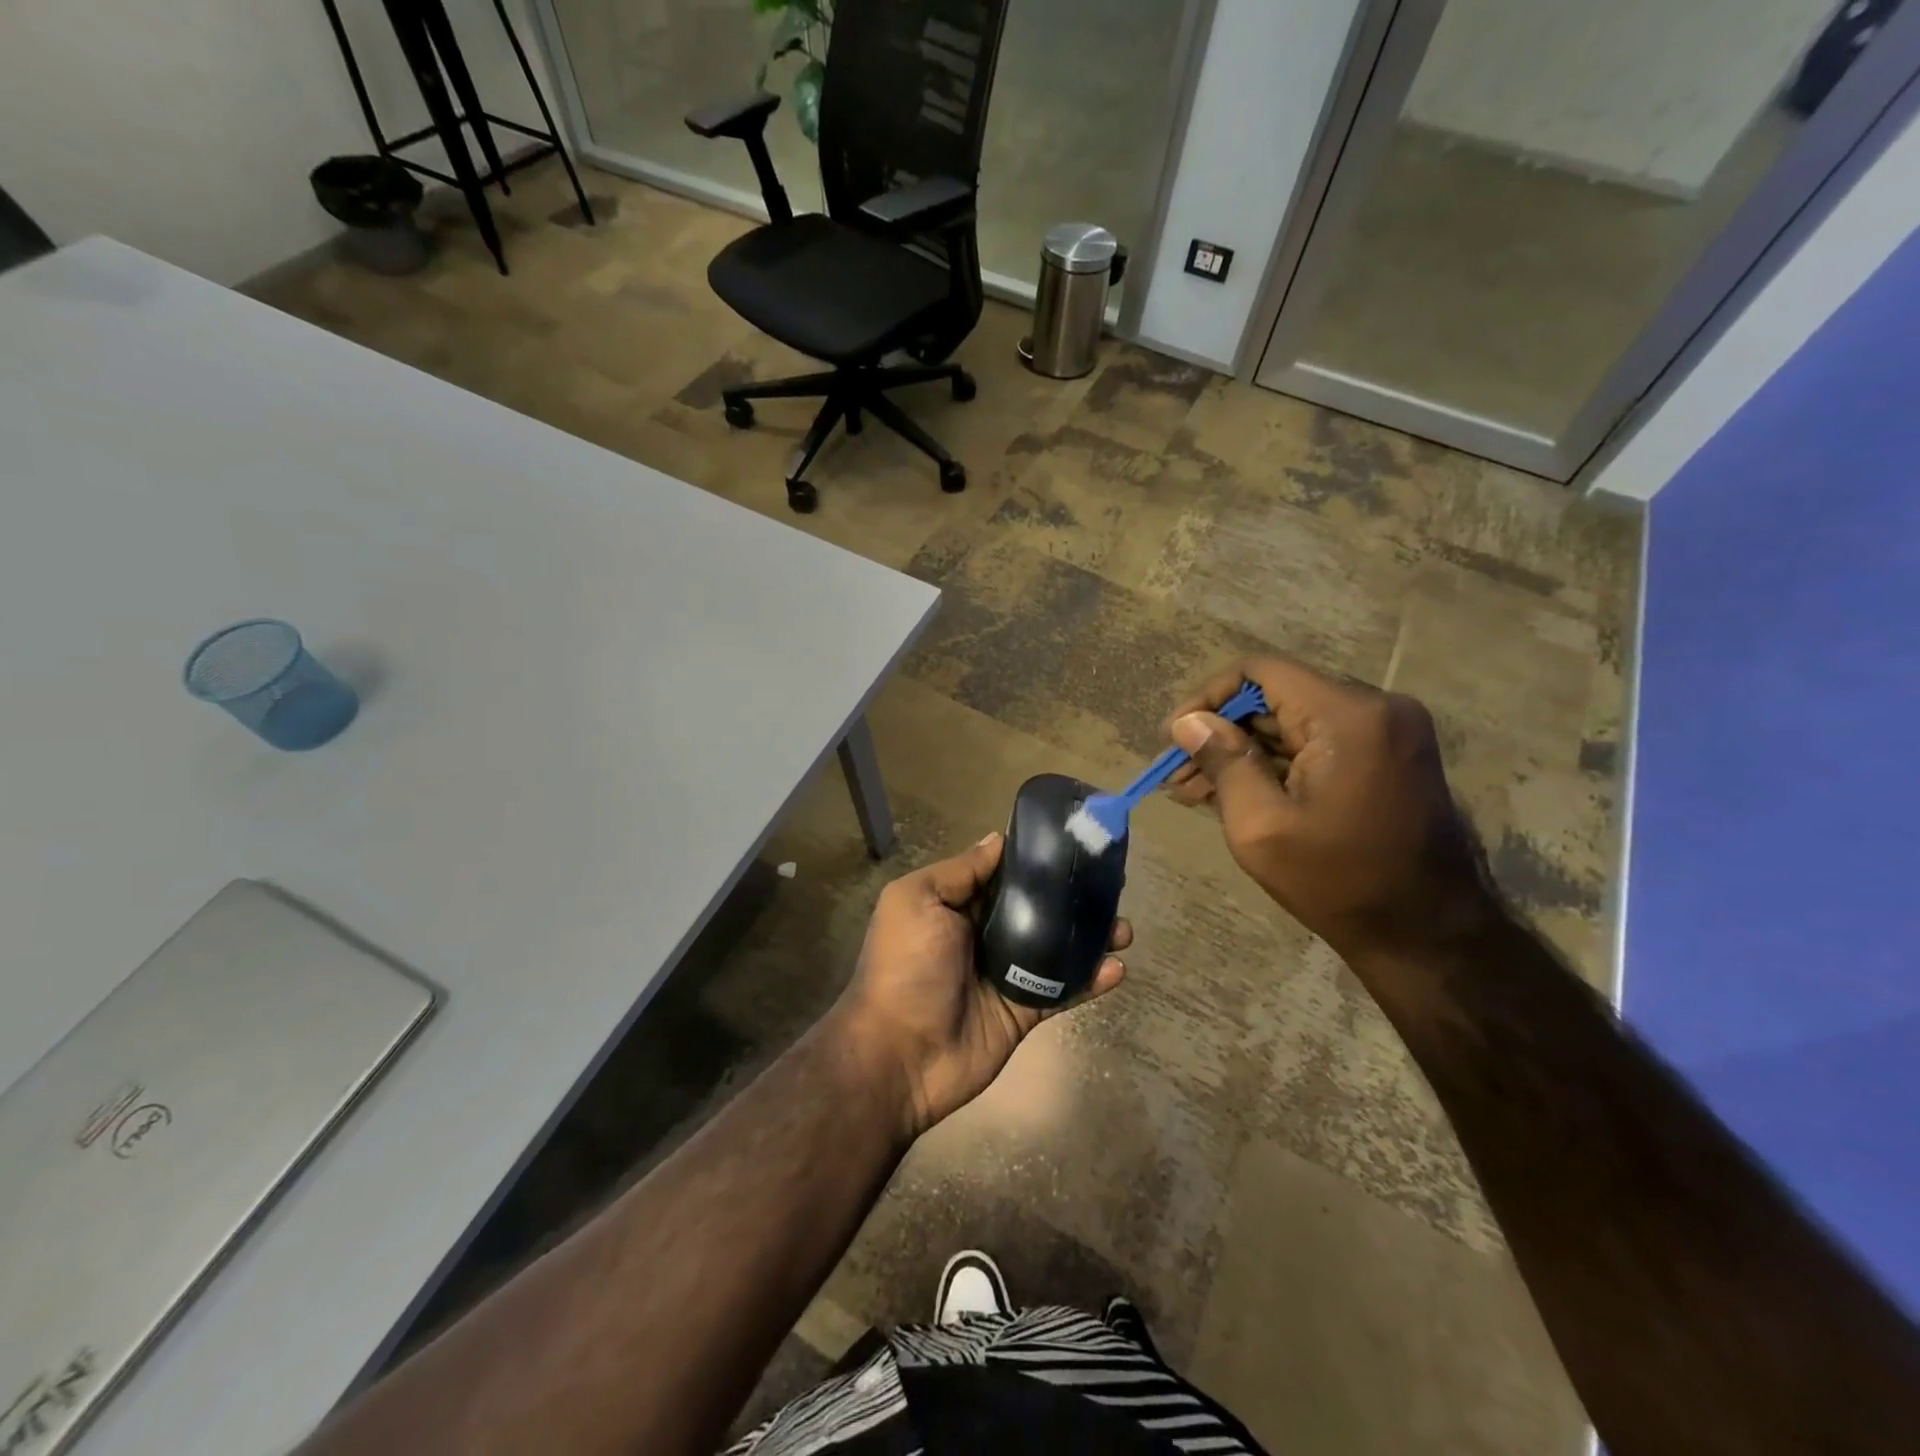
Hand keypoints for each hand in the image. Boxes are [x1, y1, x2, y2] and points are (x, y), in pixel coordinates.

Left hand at [833, 833, 1129, 1138]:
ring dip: (1091, 937)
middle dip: (1071, 897)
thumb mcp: (918, 901)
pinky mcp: (1023, 1011)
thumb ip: (960, 871)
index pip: (1003, 875)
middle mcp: (983, 935)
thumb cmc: (905, 966)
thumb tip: (998, 839)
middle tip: (1111, 885)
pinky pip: (1062, 990)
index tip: (1074, 844)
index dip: (1036, 860)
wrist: (899, 1055)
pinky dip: (1091, 980)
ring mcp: (1006, 975)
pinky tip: (1117, 968)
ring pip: (1056, 948)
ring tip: (1123, 928)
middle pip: (1037, 909)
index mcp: (956, 906)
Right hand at [1164, 657, 1493, 963]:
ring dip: (1244, 751)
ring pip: (1294, 721)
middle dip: (1221, 732)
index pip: (1259, 672)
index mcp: (1348, 716)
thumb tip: (1187, 722)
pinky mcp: (1389, 754)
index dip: (1207, 698)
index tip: (1174, 737)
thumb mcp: (1261, 826)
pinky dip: (1276, 763)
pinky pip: (1318, 742)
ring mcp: (1388, 730)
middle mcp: (1376, 707)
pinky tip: (1235, 792)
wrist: (1428, 935)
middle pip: (1276, 697)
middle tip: (1178, 774)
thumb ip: (1223, 762)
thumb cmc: (1339, 882)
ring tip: (1194, 791)